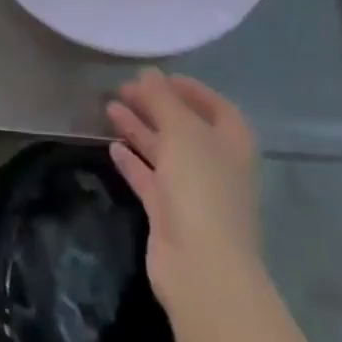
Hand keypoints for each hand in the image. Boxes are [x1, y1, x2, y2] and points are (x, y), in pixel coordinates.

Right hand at [107, 70, 261, 317]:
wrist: (202, 268)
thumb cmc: (201, 188)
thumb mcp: (181, 131)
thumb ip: (162, 99)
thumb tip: (148, 72)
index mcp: (231, 143)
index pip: (216, 106)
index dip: (190, 89)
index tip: (159, 76)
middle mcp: (215, 165)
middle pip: (184, 127)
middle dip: (155, 106)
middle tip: (123, 88)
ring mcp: (193, 192)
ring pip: (163, 152)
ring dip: (139, 129)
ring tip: (109, 107)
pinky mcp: (169, 215)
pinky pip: (149, 179)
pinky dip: (132, 162)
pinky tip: (112, 146)